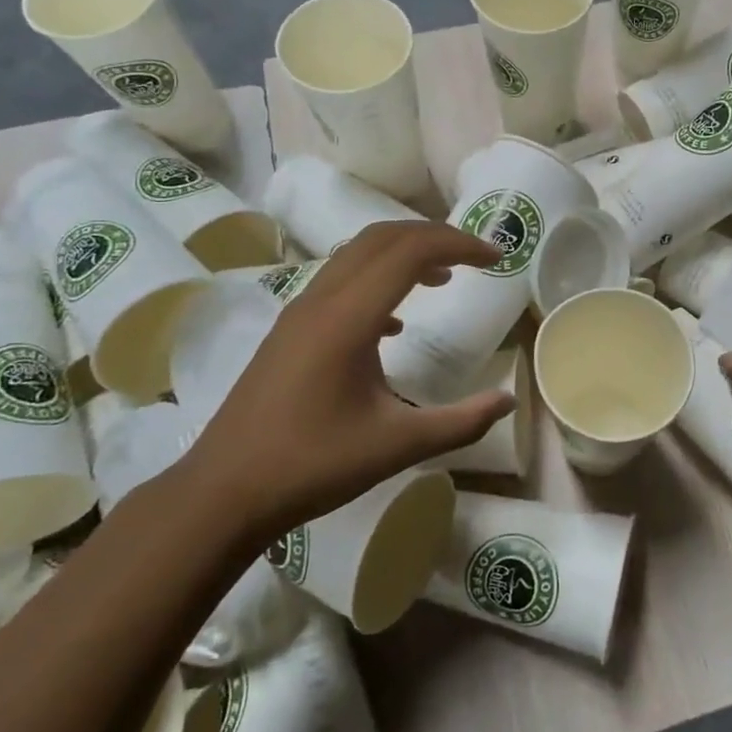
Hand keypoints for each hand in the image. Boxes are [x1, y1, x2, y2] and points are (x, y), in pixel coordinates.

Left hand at [184, 220, 514, 541]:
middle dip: (435, 237)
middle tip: (476, 256)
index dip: (459, 244)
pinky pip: (341, 282)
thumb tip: (508, 400)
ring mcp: (300, 313)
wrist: (223, 494)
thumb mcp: (399, 447)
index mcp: (348, 318)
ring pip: (358, 255)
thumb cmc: (313, 466)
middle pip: (383, 238)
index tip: (497, 258)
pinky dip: (379, 281)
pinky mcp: (290, 331)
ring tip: (445, 278)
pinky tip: (395, 325)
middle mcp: (321, 301)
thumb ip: (461, 422)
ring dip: (405, 254)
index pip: (411, 251)